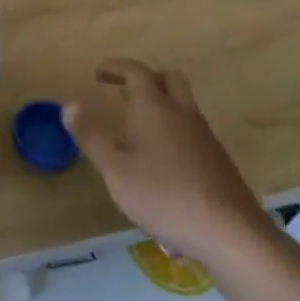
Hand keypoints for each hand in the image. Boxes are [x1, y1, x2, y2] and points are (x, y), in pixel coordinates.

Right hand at [65, 60, 276, 266]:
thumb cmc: (164, 196)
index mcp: (154, 107)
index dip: (115, 67)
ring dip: (158, 105)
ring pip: (181, 104)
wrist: (230, 233)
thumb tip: (69, 105)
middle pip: (168, 78)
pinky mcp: (217, 159)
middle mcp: (182, 112)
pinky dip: (171, 129)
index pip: (135, 71)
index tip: (98, 73)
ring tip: (134, 128)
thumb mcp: (115, 170)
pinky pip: (190, 129)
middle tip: (122, 93)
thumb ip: (91, 136)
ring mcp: (204, 135)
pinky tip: (159, 161)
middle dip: (144, 79)